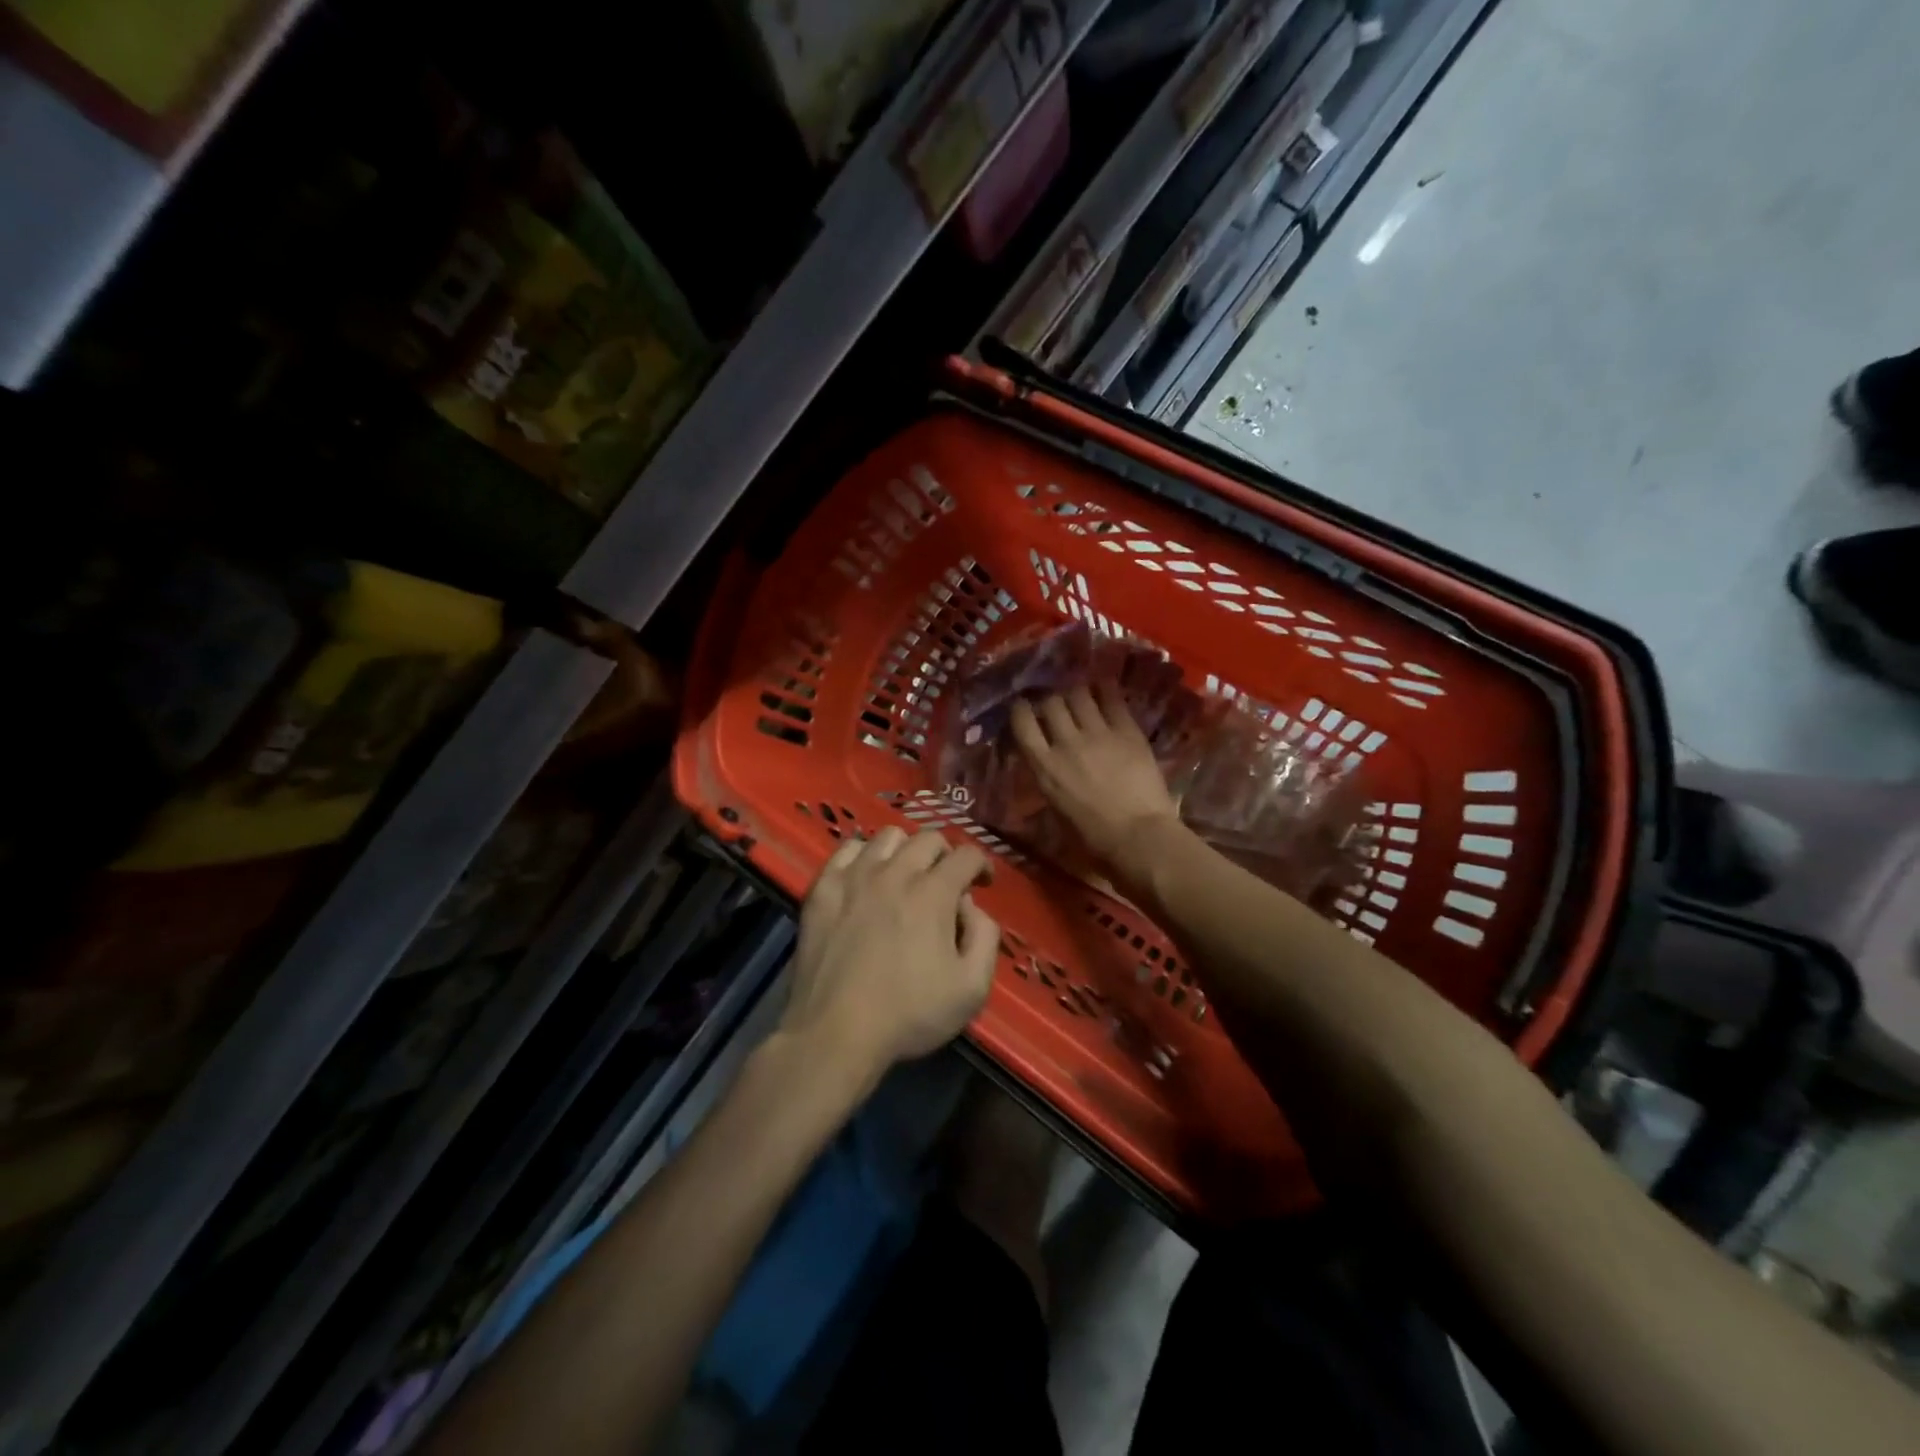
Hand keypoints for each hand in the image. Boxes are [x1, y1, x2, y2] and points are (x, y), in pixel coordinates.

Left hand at [783, 827, 998, 1085]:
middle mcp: (895, 873)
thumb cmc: (909, 1015)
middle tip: (946, 881)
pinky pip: (847, 849)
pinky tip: (866, 877)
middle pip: (928, 838)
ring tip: (906, 875)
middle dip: (946, 855)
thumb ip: (985, 938)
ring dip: (906, 850)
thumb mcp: (972, 988)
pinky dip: (863, 855)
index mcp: (933, 893)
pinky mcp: (822, 888)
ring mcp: (854, 877)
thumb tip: (971, 907)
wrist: (835, 1033)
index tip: (981, 883)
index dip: (981, 865)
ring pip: (887, 837)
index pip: (966, 855)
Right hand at [1010, 685, 1186, 888]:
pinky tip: (1105, 688)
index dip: (1021, 709)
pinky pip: (1112, 699)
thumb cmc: (1094, 838)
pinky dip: (1105, 690)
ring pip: (1079, 694)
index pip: (1022, 722)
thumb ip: (1049, 779)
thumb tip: (1048, 764)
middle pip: (1051, 703)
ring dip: (1076, 693)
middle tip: (1057, 705)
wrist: (1139, 837)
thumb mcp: (1057, 809)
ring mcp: (1098, 734)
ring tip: (1081, 697)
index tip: (1024, 708)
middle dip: (1051, 700)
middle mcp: (1066, 743)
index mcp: (1044, 767)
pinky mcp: (1127, 731)